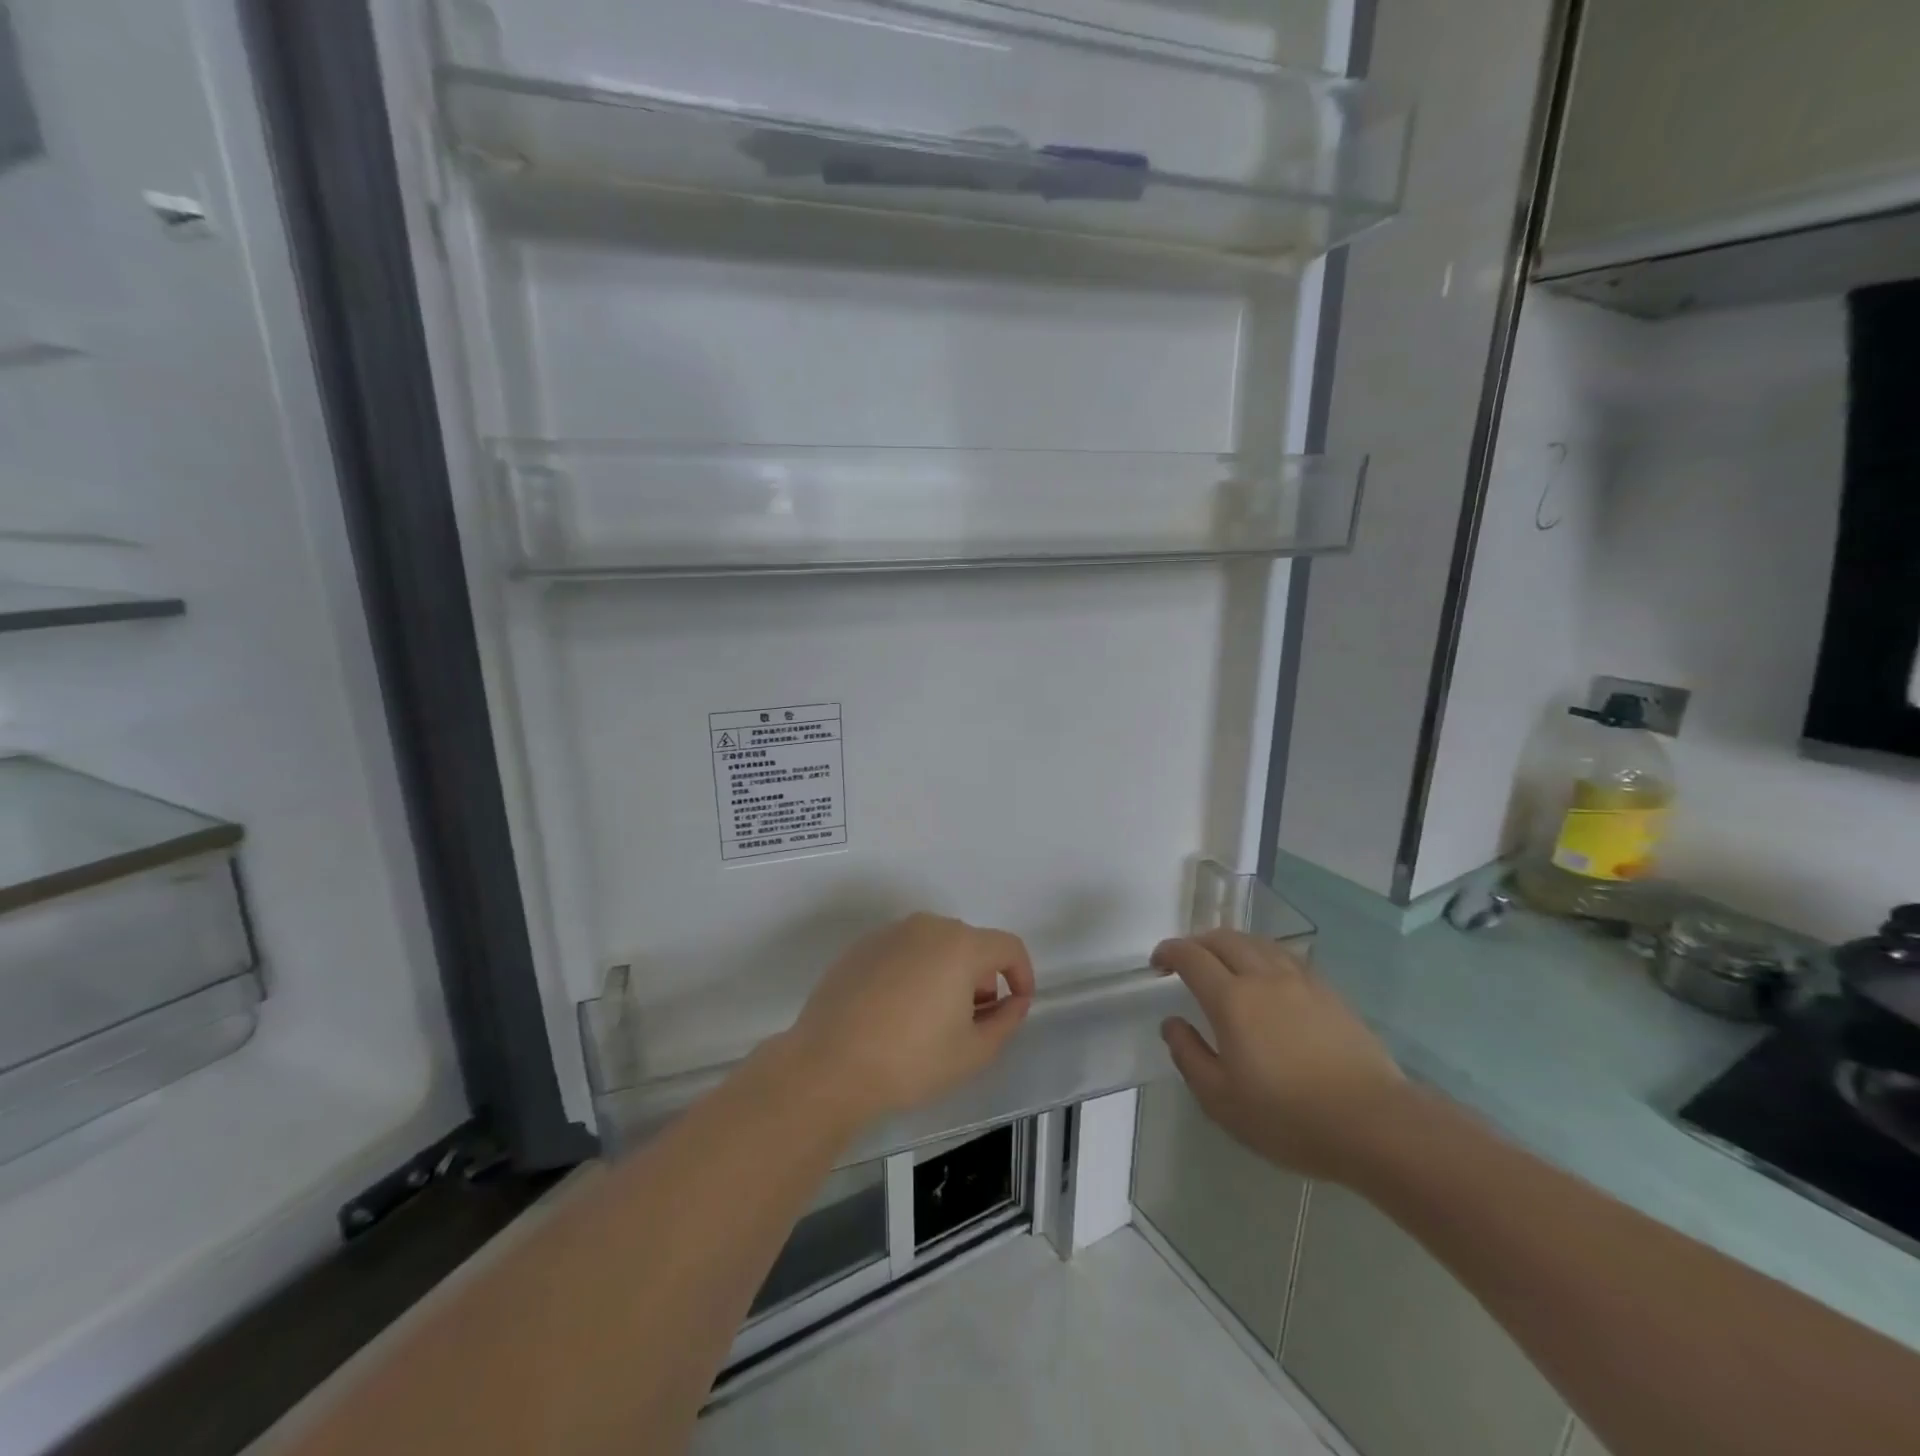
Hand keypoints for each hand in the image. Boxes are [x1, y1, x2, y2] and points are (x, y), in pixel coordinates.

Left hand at [787, 913, 1034, 1125]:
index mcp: (960, 945)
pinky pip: (903, 952)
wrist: (828, 1065)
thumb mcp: (973, 1052)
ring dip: (947, 973)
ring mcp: (890, 933)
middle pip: (970, 944)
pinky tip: (896, 1012)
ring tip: (933, 1019)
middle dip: (982, 977)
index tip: (1016, 1006)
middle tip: (973, 1020)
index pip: (1008, 947)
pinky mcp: (861, 947)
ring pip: (935, 946)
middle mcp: (927, 926)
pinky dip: (913, 972)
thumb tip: (1014, 1001)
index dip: (1022, 975)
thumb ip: (1006, 1020)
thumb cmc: (910, 1060)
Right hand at [1153, 930, 1409, 1183]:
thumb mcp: (1221, 1100)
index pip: (1191, 957)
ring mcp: (1300, 981)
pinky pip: (1286, 957)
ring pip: (1257, 942)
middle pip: (1223, 939)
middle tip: (1186, 961)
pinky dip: (1263, 955)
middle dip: (1197, 943)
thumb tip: (1172, 1024)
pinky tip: (1267, 977)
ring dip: (1231, 944)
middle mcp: (1263, 977)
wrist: (1375, 1123)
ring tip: (1224, 963)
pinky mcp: (1329, 992)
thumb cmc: (1289, 1117)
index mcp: (1231, 999)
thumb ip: (1189, 1056)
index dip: (1169, 952)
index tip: (1158, 963)